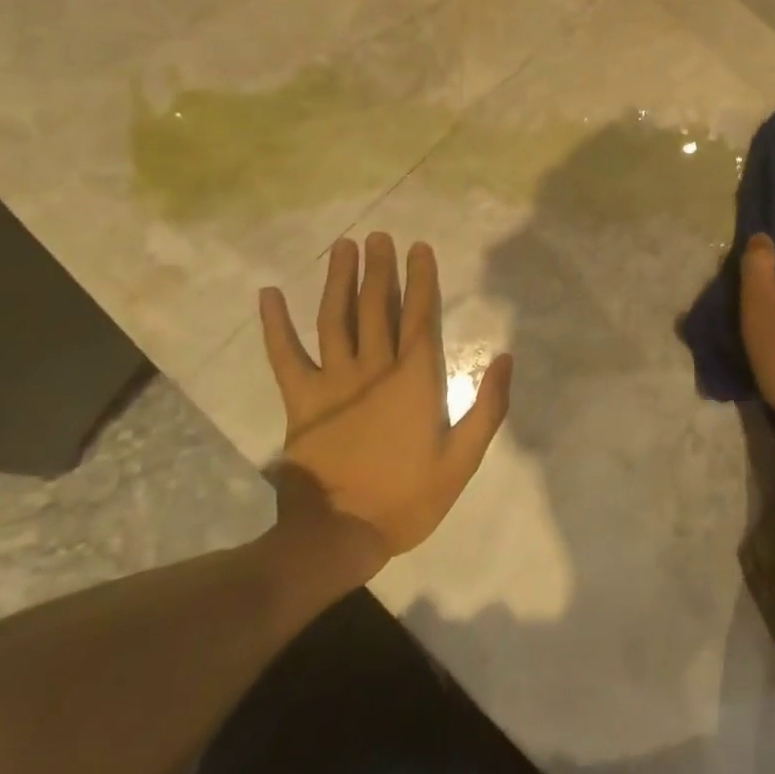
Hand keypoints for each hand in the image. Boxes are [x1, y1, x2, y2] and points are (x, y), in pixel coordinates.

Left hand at [258, 234, 512, 570]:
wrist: (340, 537)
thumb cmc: (408, 498)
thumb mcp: (463, 459)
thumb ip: (488, 407)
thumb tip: (506, 357)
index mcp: (415, 378)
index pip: (420, 314)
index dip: (422, 278)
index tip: (419, 247)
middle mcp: (375, 367)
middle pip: (378, 305)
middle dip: (380, 268)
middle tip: (379, 237)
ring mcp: (334, 381)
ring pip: (336, 318)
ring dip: (339, 280)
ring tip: (344, 247)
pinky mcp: (302, 400)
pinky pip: (285, 355)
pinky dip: (275, 325)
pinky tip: (268, 295)